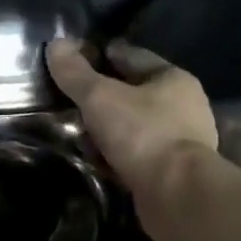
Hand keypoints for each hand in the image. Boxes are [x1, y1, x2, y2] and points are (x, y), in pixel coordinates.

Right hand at [46, 38, 217, 191]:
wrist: (177, 196)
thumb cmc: (142, 134)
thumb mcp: (100, 96)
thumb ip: (75, 72)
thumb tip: (55, 43)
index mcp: (173, 78)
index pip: (131, 55)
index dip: (100, 54)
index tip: (73, 60)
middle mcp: (184, 106)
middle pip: (133, 91)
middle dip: (103, 94)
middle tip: (70, 97)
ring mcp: (181, 141)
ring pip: (134, 124)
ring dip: (108, 127)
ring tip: (78, 130)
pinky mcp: (173, 171)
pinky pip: (137, 152)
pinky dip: (117, 153)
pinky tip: (95, 158)